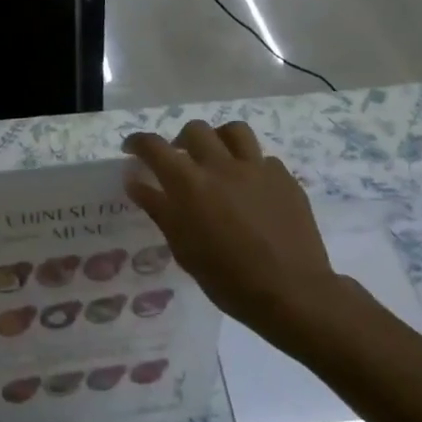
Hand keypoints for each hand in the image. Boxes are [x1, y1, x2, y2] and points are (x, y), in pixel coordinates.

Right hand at [124, 121, 348, 349]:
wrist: (290, 291)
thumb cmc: (227, 278)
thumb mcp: (183, 247)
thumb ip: (158, 208)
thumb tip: (135, 181)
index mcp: (190, 184)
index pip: (155, 147)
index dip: (138, 142)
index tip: (131, 148)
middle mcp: (222, 166)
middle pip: (195, 130)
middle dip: (180, 140)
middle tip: (178, 160)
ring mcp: (257, 168)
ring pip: (233, 131)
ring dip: (218, 139)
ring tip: (216, 159)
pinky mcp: (284, 178)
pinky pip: (262, 158)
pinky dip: (249, 165)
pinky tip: (249, 187)